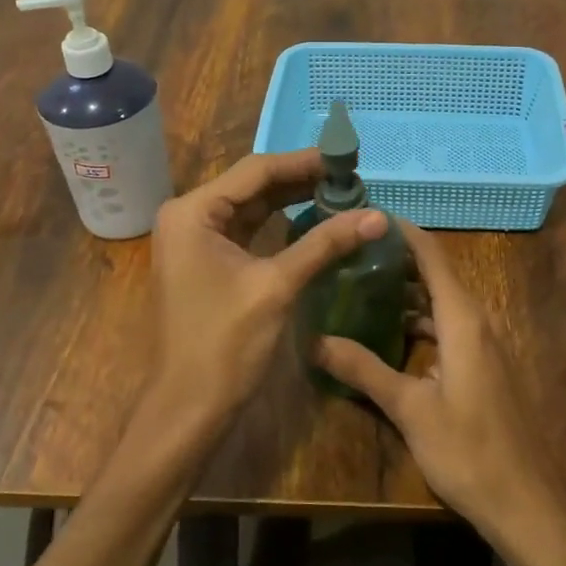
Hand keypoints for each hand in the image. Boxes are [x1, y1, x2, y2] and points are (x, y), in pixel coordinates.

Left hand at [149, 150, 387, 440]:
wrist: (188, 408)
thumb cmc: (225, 343)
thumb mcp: (277, 286)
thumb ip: (325, 243)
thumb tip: (377, 215)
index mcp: (193, 212)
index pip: (256, 171)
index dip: (304, 162)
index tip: (346, 156)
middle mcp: (189, 217)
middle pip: (253, 185)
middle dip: (302, 180)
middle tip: (351, 175)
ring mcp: (196, 241)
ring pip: (252, 208)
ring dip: (294, 200)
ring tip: (341, 192)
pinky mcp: (208, 263)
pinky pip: (249, 232)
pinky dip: (281, 225)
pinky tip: (315, 220)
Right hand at [314, 222, 565, 549]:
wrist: (526, 503)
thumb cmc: (468, 451)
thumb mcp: (410, 410)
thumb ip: (363, 369)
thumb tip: (314, 340)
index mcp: (463, 319)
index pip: (432, 255)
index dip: (402, 231)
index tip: (367, 214)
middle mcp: (477, 321)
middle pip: (436, 274)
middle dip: (397, 259)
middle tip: (350, 252)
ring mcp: (484, 345)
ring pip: (441, 303)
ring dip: (407, 292)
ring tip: (361, 285)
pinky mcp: (484, 366)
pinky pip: (448, 326)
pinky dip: (420, 321)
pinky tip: (389, 332)